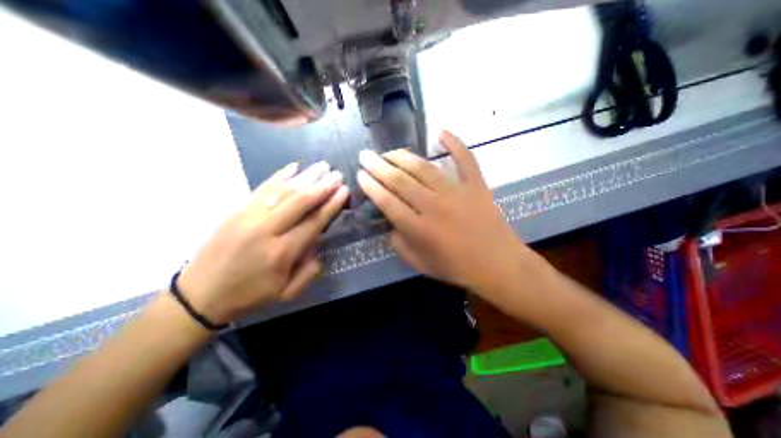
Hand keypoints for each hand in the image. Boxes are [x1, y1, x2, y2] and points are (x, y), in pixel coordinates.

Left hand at [178, 162, 348, 323]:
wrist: (200, 294)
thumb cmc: (249, 295)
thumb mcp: (286, 293)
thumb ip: (309, 271)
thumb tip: (318, 244)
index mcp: (282, 252)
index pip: (314, 222)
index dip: (331, 205)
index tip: (344, 191)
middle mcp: (267, 230)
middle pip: (300, 202)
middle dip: (322, 186)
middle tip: (337, 175)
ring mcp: (249, 216)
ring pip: (282, 191)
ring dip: (305, 177)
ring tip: (322, 166)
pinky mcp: (237, 210)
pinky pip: (262, 188)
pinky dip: (279, 176)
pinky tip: (294, 167)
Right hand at [356, 129, 533, 293]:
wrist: (497, 264)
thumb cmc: (456, 267)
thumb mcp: (419, 264)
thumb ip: (399, 243)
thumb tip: (390, 222)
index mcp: (419, 229)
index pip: (387, 202)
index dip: (371, 187)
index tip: (360, 175)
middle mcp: (434, 206)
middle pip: (400, 181)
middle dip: (378, 166)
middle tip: (365, 156)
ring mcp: (457, 192)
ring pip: (424, 167)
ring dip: (403, 157)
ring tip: (389, 152)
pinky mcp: (476, 185)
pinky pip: (465, 159)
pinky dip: (454, 143)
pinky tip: (441, 131)